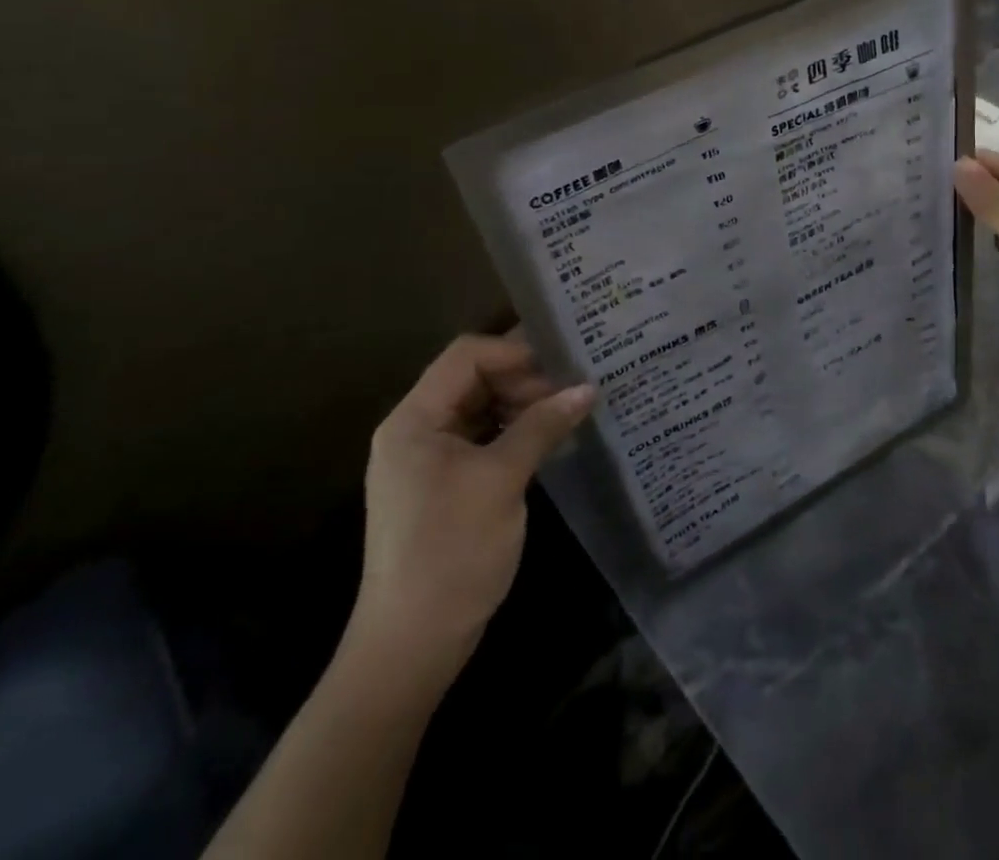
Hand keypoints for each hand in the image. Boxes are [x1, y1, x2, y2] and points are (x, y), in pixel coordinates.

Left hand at [344, 333, 593, 693]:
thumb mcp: (501, 481)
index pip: (466, 356)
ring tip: (569, 411)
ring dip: (522, 406)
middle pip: (473, 380)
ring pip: (481, 409)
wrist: (411, 647)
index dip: (514, 352)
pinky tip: (549, 440)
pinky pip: (482, 440)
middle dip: (524, 379)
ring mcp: (428, 460)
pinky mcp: (444, 486)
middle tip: (573, 390)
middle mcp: (416, 430)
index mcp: (414, 419)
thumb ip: (542, 426)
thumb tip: (587, 388)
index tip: (563, 364)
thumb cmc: (451, 552)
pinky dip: (514, 434)